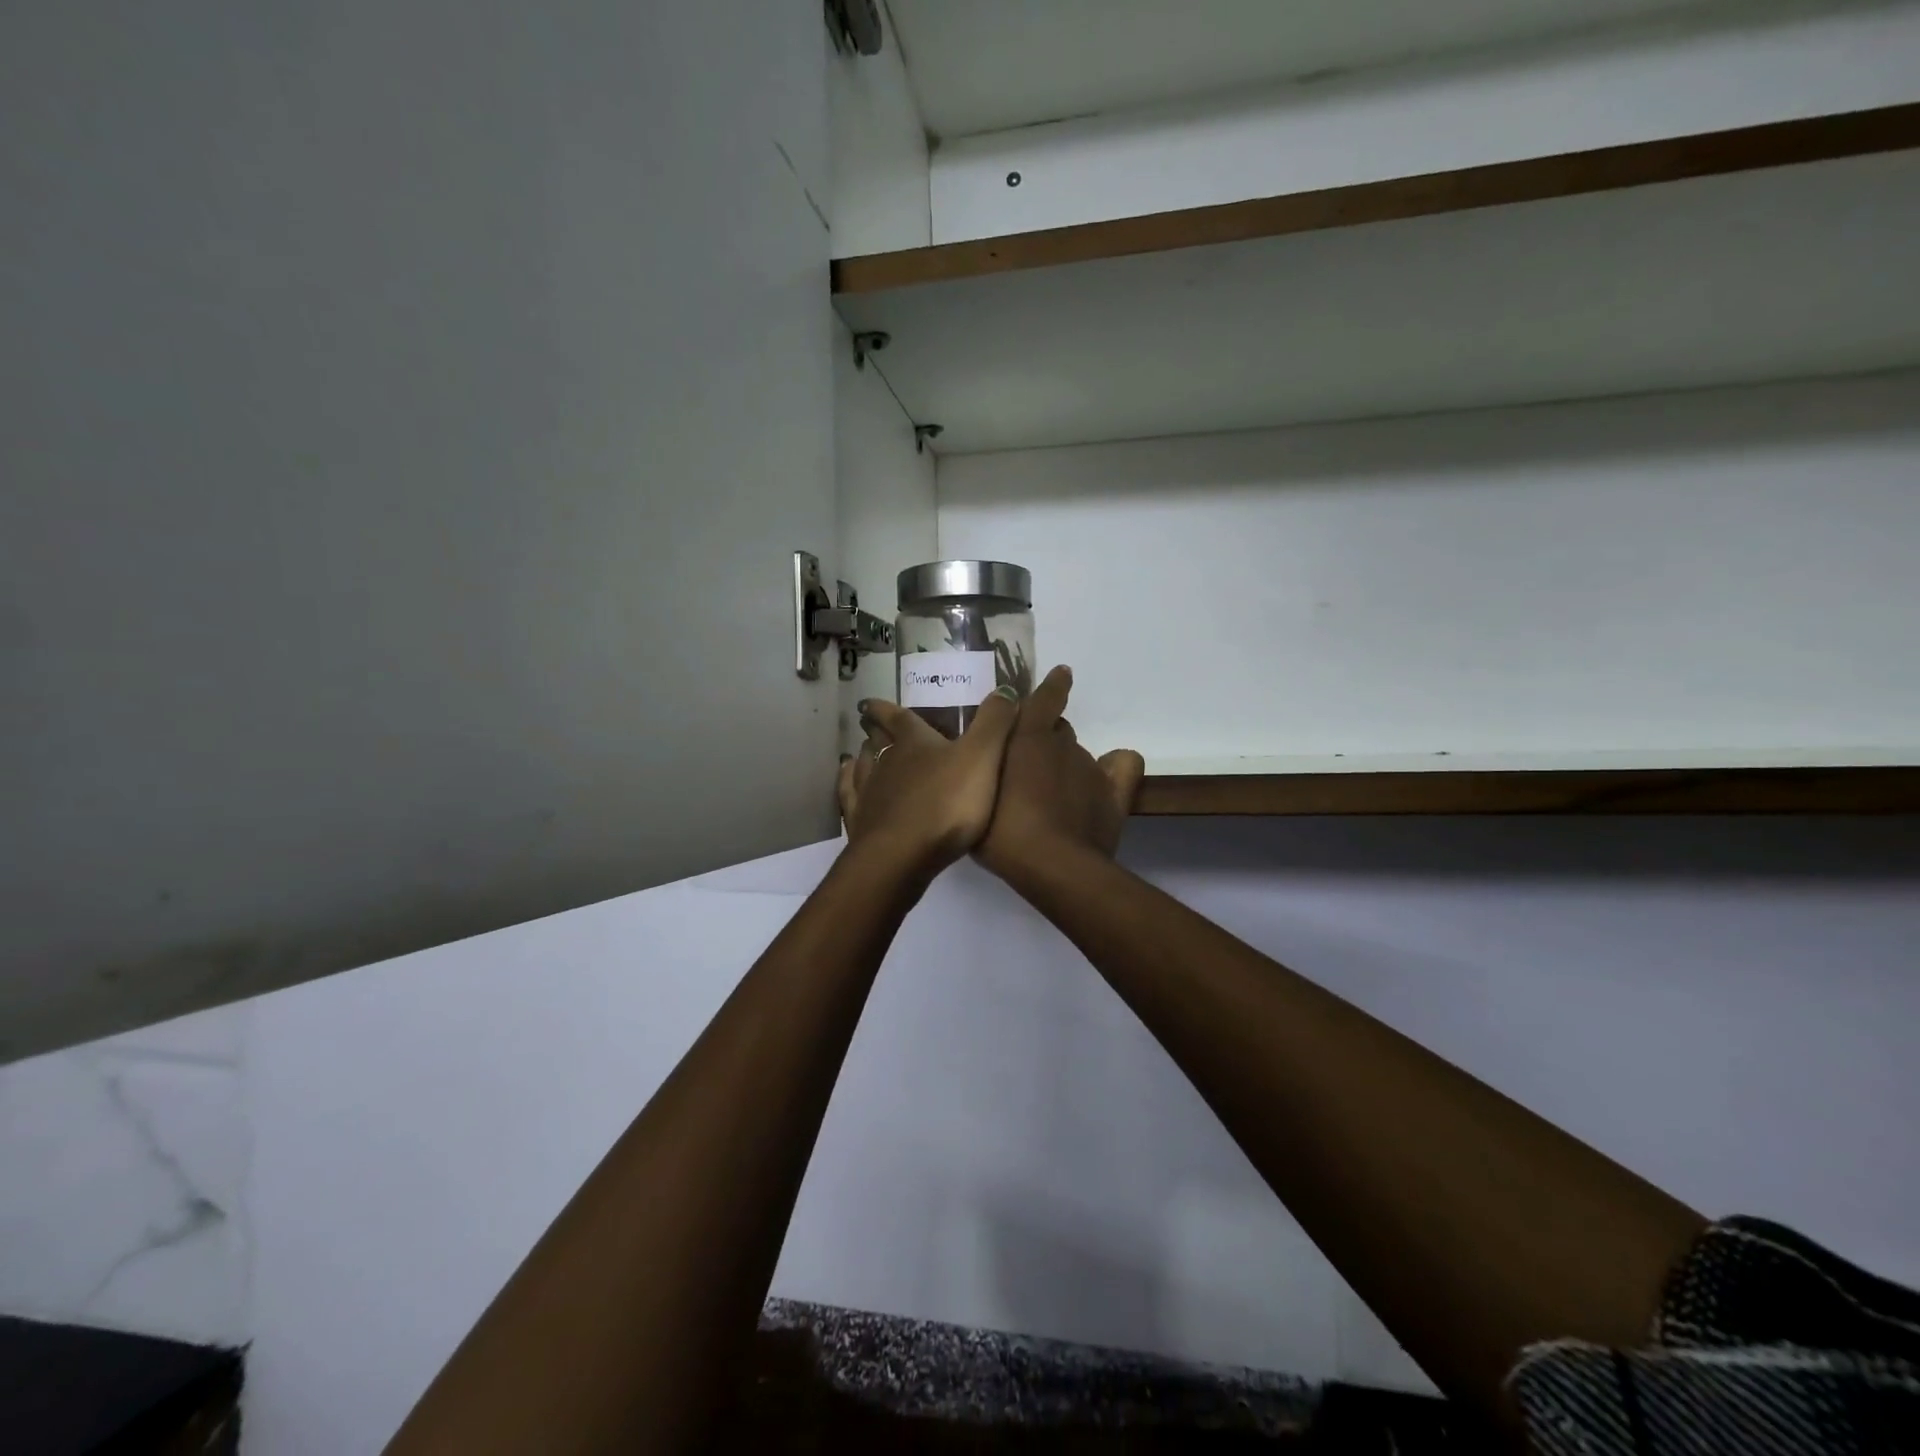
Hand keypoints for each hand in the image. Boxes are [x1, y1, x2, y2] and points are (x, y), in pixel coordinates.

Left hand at [838, 687, 1021, 882]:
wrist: (903, 855)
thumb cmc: (946, 803)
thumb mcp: (982, 757)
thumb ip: (994, 723)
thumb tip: (1004, 689)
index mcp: (914, 743)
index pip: (898, 718)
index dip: (885, 708)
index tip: (870, 702)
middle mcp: (885, 762)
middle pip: (877, 742)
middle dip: (876, 731)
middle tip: (870, 725)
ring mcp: (869, 794)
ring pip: (862, 768)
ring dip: (862, 757)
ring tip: (861, 752)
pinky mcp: (861, 825)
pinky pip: (850, 798)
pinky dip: (847, 786)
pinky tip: (847, 783)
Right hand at [975, 665, 1144, 883]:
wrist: (1053, 865)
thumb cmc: (1003, 833)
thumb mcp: (977, 800)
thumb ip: (982, 775)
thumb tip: (985, 765)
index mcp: (1028, 738)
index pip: (1044, 699)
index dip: (1052, 687)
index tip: (1061, 675)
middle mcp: (1064, 744)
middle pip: (1057, 731)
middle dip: (1044, 743)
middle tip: (1027, 770)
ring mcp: (1091, 768)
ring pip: (1080, 753)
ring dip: (1067, 764)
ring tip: (1053, 792)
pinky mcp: (1115, 794)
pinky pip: (1123, 765)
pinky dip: (1115, 767)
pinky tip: (1105, 778)